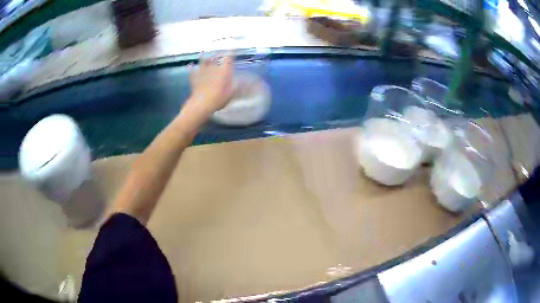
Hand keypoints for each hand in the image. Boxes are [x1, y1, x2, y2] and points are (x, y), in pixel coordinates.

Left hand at [188, 54, 234, 113]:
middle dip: (218, 54)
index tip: (233, 48)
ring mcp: (203, 72)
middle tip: (219, 51)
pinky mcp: (194, 78)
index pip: (229, 58)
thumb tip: (245, 79)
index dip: (231, 52)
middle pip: (216, 57)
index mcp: (224, 70)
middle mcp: (213, 68)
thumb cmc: (219, 98)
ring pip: (203, 61)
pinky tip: (191, 65)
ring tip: (204, 53)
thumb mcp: (232, 92)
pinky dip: (192, 68)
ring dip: (204, 57)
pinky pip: (192, 71)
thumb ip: (238, 84)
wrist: (201, 104)